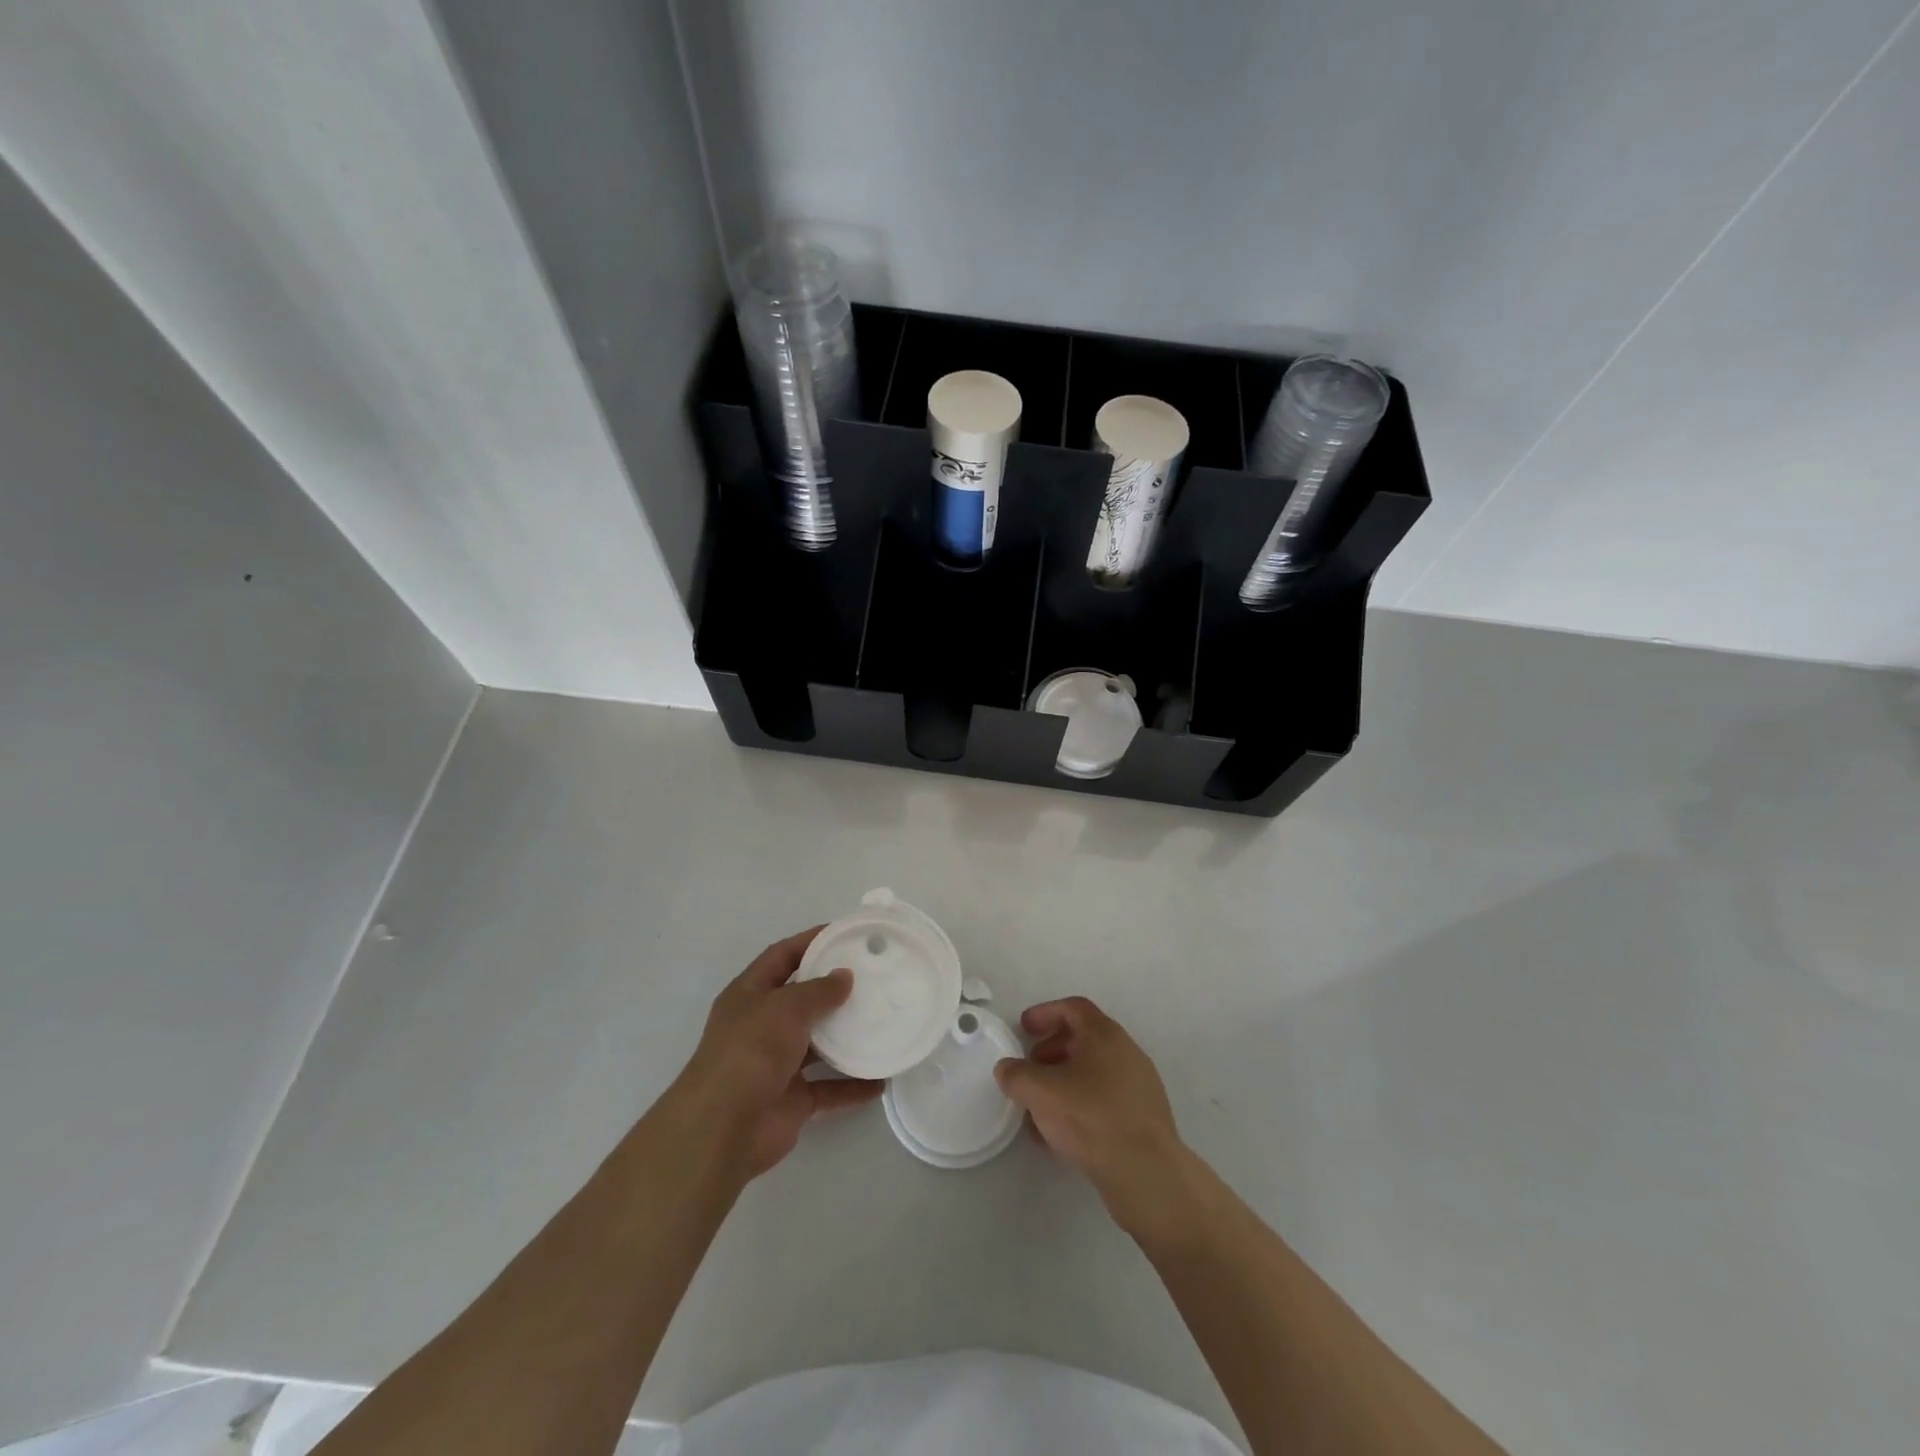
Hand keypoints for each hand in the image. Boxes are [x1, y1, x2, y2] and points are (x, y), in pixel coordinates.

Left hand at [673, 927, 882, 1178]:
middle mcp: (761, 1025)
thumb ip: (819, 990)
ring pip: (818, 1044)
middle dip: (834, 989)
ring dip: (846, 1037)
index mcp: (750, 994)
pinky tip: (880, 1080)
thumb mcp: (786, 1007)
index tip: (847, 933)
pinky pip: (828, 1088)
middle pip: (802, 999)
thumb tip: (844, 976)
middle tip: (874, 976)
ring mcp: (776, 1064)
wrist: (723, 1129)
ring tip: (883, 1021)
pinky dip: (852, 1085)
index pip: (782, 956)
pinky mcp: (791, 1100)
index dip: (811, 941)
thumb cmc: (751, 1051)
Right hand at [994, 997, 1192, 1236]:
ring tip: (1038, 1110)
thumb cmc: (1092, 1118)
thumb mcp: (1041, 1092)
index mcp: (1105, 1035)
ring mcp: (1139, 1086)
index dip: (1045, 1013)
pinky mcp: (1143, 1118)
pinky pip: (1104, 1100)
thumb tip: (1007, 1069)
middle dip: (1051, 1051)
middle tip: (1029, 1071)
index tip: (1023, 1029)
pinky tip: (1060, 1135)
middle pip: (1083, 1040)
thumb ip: (1017, 1075)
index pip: (1073, 1008)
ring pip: (1092, 1073)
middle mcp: (1126, 1052)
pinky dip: (1079, 1106)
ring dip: (1062, 1083)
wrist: (1147, 1175)